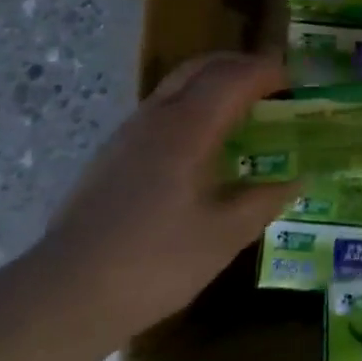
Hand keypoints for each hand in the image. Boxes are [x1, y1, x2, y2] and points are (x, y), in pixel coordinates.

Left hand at [38, 53, 293, 345]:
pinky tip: (201, 146)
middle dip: (240, 65)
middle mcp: (156, 117)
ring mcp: (128, 133)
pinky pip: (161, 109)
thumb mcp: (223, 237)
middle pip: (202, 67)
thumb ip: (263, 201)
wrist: (65, 295)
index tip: (295, 83)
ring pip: (177, 85)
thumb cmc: (154, 263)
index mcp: (188, 128)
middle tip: (271, 84)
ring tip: (241, 112)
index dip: (268, 72)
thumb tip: (295, 180)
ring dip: (213, 83)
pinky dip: (192, 105)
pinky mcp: (111, 154)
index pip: (234, 78)